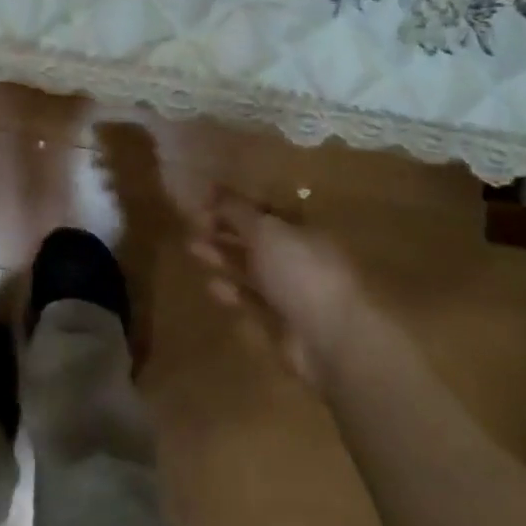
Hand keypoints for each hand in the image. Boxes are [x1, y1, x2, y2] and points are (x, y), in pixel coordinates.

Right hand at [187, 187, 370, 384]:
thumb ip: (236, 210)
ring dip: (223, 257)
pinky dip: (232, 292)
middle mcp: (297, 257)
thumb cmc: (301, 271)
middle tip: (193, 224)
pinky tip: (211, 285)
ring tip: (192, 248)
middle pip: (256, 239)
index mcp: (301, 229)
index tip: (204, 199)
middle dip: (225, 230)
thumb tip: (212, 187)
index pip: (264, 210)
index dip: (235, 204)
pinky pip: (252, 302)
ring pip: (251, 269)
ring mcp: (291, 292)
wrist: (333, 338)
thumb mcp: (265, 230)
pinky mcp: (282, 325)